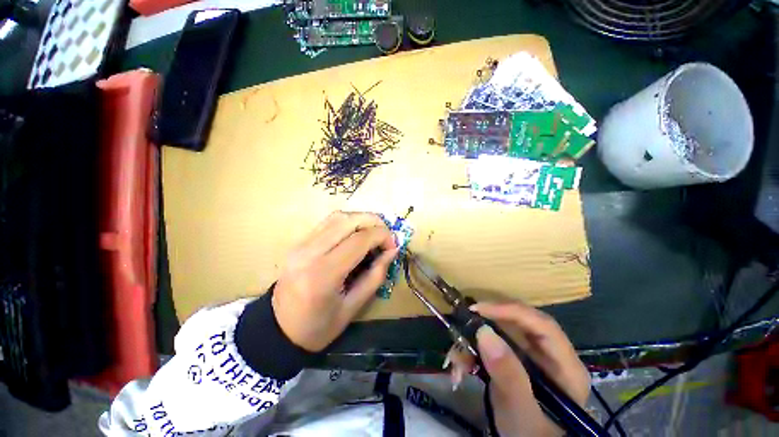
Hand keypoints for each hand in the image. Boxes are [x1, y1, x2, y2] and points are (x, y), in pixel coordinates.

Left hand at [273, 211, 398, 351]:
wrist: (279, 329)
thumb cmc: (319, 326)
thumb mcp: (354, 306)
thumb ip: (376, 275)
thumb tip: (392, 250)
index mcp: (324, 273)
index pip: (360, 240)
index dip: (382, 236)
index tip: (393, 245)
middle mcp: (309, 252)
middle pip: (348, 220)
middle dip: (374, 222)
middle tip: (386, 235)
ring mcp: (301, 244)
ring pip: (338, 216)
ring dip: (361, 219)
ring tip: (373, 233)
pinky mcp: (299, 242)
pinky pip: (328, 222)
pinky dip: (347, 222)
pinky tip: (356, 233)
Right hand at [471, 301, 590, 436]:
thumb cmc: (531, 436)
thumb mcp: (521, 411)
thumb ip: (508, 375)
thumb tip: (484, 332)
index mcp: (565, 366)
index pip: (542, 325)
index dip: (510, 310)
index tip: (478, 309)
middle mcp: (549, 354)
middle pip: (519, 323)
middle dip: (487, 322)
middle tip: (463, 322)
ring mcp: (531, 357)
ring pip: (500, 332)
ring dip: (474, 341)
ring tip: (456, 360)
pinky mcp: (513, 361)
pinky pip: (490, 345)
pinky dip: (472, 352)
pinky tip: (460, 368)